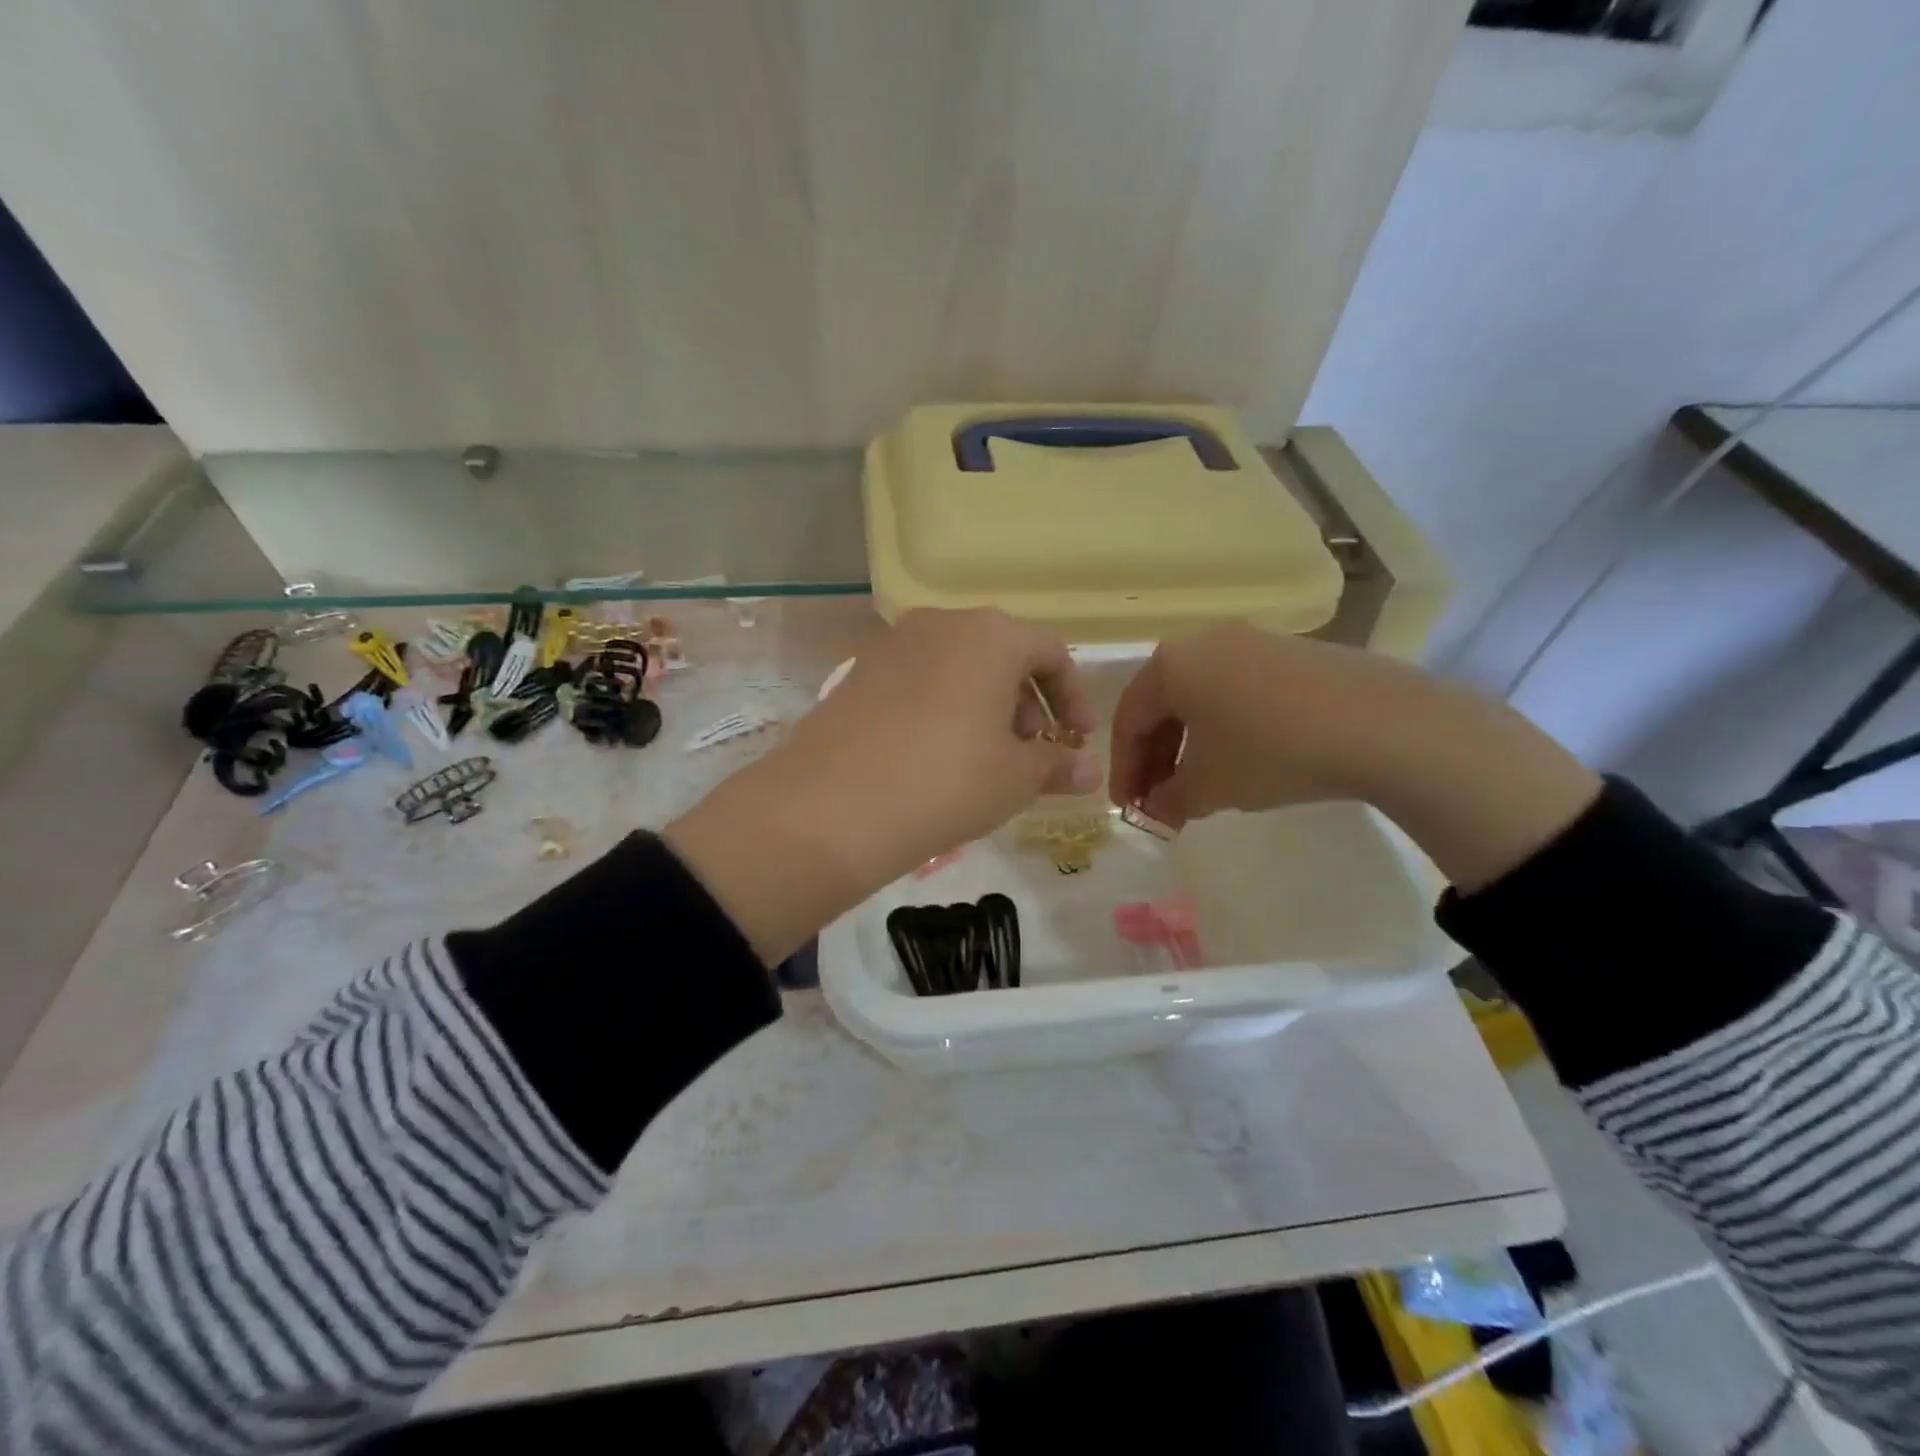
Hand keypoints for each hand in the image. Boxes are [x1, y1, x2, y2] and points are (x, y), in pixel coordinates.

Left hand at [778, 607, 1100, 865]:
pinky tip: (936, 756)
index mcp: (991, 635)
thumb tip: (1088, 771)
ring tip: (985, 758)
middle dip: (1027, 702)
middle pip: (1001, 655)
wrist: (832, 806)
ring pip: (958, 667)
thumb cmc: (947, 781)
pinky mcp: (858, 672)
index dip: (1073, 696)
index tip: (1077, 738)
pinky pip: (919, 681)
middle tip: (1031, 751)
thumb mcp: (1015, 778)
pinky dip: (942, 708)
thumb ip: (1057, 766)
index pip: (1051, 653)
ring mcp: (892, 645)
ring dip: (984, 706)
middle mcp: (941, 623)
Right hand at [1109, 624, 1397, 825]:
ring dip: (1191, 747)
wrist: (1381, 723)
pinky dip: (1226, 730)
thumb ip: (1168, 800)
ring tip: (1199, 788)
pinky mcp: (1291, 653)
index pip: (1128, 720)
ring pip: (1202, 700)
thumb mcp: (1209, 786)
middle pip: (1163, 706)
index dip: (1123, 769)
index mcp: (1171, 665)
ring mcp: (1251, 642)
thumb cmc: (1270, 751)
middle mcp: (1204, 643)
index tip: (1127, 808)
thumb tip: (1154, 809)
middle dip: (1156, 759)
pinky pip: (1238, 693)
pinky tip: (1243, 762)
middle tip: (1159, 802)